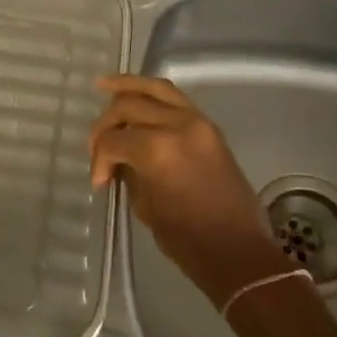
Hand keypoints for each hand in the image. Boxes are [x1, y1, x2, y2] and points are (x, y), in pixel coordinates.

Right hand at [89, 75, 288, 307]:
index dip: (99, 158)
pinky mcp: (209, 127)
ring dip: (128, 86)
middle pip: (129, 105)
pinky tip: (135, 96)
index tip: (99, 181)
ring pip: (156, 88)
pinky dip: (152, 94)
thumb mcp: (145, 207)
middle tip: (98, 146)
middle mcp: (178, 125)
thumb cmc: (188, 240)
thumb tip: (119, 160)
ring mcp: (197, 121)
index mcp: (158, 149)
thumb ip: (128, 173)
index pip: (114, 139)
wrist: (238, 251)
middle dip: (106, 123)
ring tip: (105, 84)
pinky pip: (175, 99)